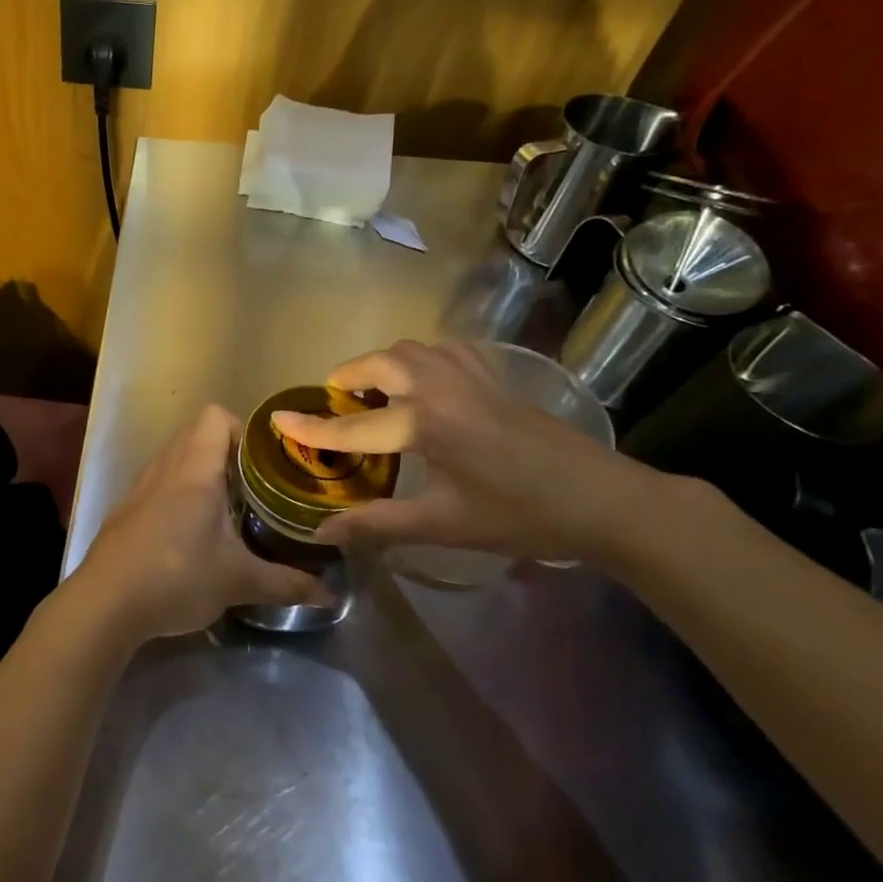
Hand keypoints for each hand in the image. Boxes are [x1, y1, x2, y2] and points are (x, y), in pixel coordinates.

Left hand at [73, 405, 335, 639]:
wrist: (105, 602)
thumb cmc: (177, 577)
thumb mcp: (239, 581)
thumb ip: (287, 584)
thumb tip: (331, 595)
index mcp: (194, 469)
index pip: (216, 416)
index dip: (243, 430)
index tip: (265, 463)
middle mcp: (165, 466)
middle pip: (197, 433)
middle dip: (229, 452)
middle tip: (256, 486)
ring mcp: (141, 486)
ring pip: (176, 457)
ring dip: (201, 471)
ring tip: (228, 507)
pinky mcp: (127, 508)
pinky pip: (159, 481)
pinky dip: (178, 491)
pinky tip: (192, 531)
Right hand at [269, 339, 663, 563]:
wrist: (603, 500)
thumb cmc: (520, 515)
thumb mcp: (445, 526)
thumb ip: (379, 523)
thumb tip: (324, 532)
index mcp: (427, 423)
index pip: (353, 425)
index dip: (313, 427)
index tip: (279, 420)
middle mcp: (443, 386)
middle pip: (380, 364)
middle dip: (349, 378)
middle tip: (337, 404)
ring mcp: (472, 376)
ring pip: (411, 349)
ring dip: (383, 364)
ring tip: (375, 394)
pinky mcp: (495, 376)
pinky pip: (445, 350)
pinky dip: (421, 359)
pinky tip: (425, 383)